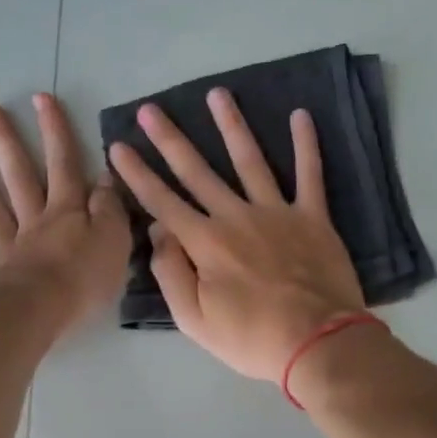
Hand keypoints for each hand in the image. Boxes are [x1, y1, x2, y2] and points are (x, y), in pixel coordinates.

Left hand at [0, 93, 129, 337]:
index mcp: (68, 212)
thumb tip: (103, 176)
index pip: (64, 164)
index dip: (55, 131)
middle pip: (19, 176)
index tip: (41, 98)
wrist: (43, 314)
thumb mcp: (116, 239)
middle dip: (7, 141)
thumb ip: (110, 207)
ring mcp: (8, 249)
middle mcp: (35, 222)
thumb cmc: (85, 278)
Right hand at [107, 88, 365, 380]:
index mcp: (205, 243)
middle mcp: (236, 216)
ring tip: (217, 94)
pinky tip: (302, 115)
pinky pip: (310, 174)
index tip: (118, 146)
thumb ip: (171, 273)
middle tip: (150, 109)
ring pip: (249, 159)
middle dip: (170, 139)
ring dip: (231, 125)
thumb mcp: (194, 320)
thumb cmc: (251, 339)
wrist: (318, 343)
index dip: (137, 173)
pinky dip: (306, 144)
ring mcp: (276, 212)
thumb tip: (160, 231)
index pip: (162, 201)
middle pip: (197, 171)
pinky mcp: (313, 217)